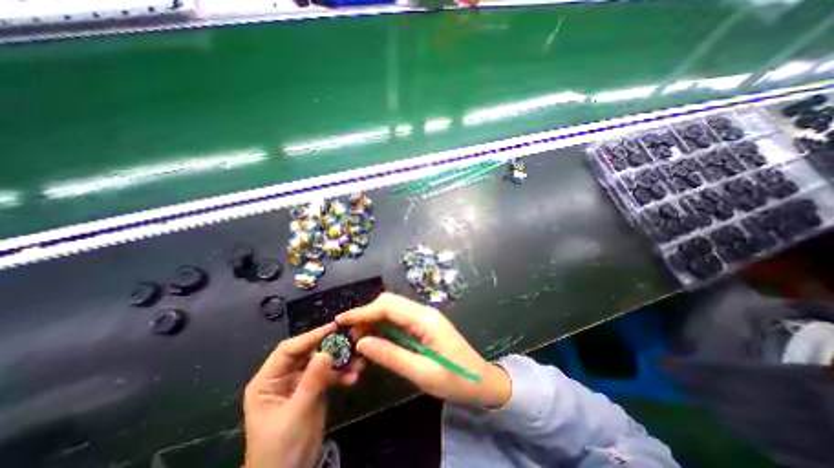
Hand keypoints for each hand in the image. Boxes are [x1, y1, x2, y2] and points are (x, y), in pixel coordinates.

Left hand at [245, 324, 367, 465]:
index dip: (310, 337)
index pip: (288, 350)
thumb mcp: (296, 414)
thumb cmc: (281, 450)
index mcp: (268, 381)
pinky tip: (354, 377)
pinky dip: (342, 374)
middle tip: (351, 342)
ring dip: (340, 361)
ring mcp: (300, 382)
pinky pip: (329, 374)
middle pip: (309, 352)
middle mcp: (284, 377)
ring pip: (322, 362)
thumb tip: (326, 351)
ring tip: (358, 363)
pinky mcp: (314, 389)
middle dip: (330, 348)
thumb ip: (311, 381)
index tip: (333, 328)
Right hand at [337, 293, 508, 409]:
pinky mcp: (425, 324)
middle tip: (351, 335)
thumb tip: (362, 343)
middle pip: (390, 303)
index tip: (341, 320)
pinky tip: (376, 338)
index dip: (363, 311)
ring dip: (374, 319)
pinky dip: (384, 325)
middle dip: (367, 314)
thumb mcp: (422, 373)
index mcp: (425, 319)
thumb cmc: (456, 380)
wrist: (481, 380)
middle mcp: (424, 312)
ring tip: (359, 338)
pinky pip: (400, 318)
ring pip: (393, 308)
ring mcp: (425, 316)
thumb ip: (392, 356)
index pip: (388, 306)